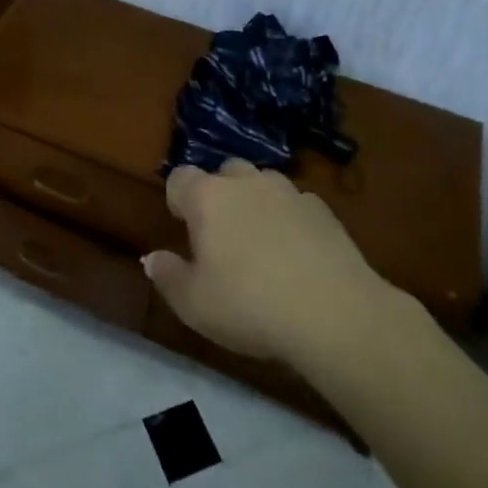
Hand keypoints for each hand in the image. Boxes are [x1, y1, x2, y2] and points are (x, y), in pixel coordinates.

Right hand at [142, 159, 405, 368]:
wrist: (336, 314)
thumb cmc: (251, 306)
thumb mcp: (195, 304)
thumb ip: (168, 276)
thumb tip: (151, 258)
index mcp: (207, 197)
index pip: (180, 178)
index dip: (177, 199)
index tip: (183, 227)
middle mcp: (245, 182)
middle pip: (224, 172)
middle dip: (219, 194)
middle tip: (223, 235)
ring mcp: (288, 191)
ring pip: (262, 182)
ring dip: (256, 201)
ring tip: (261, 241)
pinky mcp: (323, 209)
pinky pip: (296, 203)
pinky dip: (291, 218)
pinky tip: (299, 252)